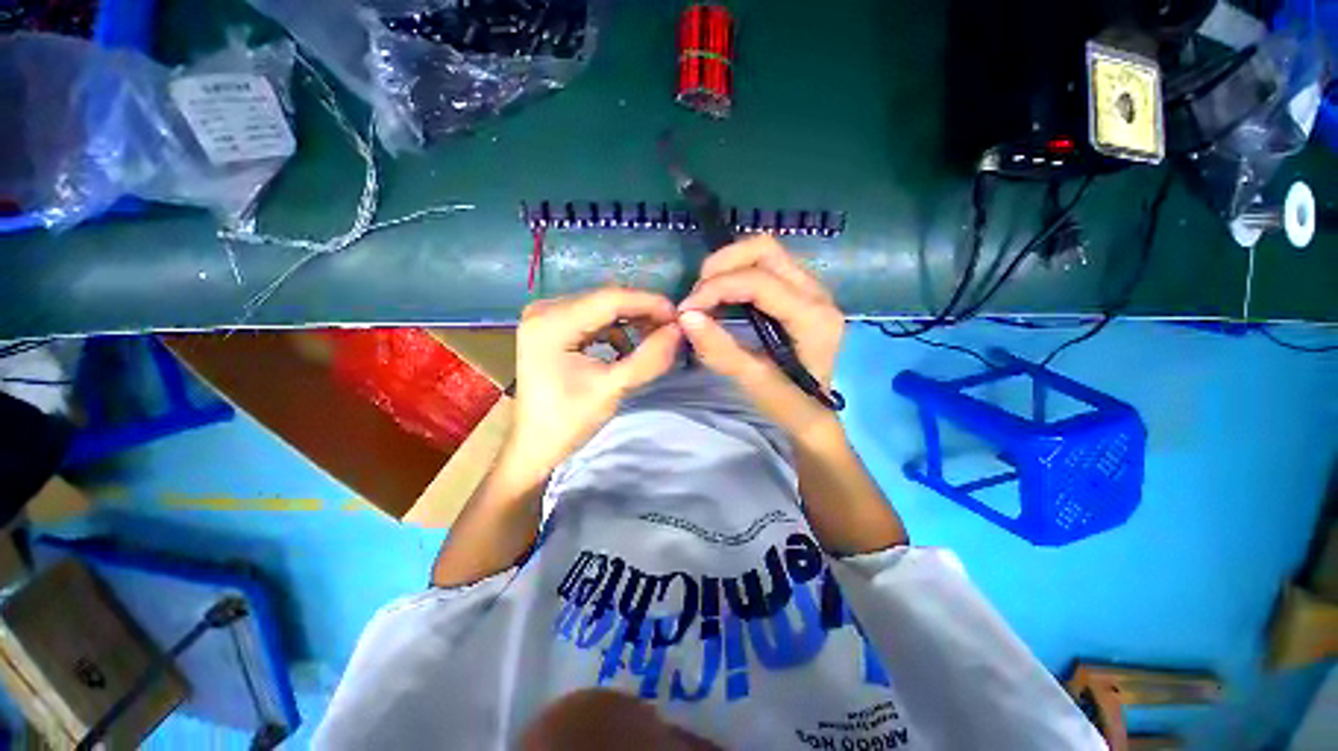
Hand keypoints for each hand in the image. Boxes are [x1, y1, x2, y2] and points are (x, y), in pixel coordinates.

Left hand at [505, 288, 681, 487]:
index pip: (610, 299)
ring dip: (630, 321)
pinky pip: (592, 318)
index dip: (648, 303)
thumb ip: (649, 358)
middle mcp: (544, 310)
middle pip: (605, 300)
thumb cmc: (568, 422)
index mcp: (551, 323)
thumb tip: (678, 330)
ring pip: (601, 307)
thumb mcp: (613, 389)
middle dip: (642, 312)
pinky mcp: (551, 328)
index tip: (679, 317)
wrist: (536, 446)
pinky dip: (614, 330)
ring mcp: (545, 317)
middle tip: (671, 329)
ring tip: (654, 339)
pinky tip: (626, 349)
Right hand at [677, 235, 845, 438]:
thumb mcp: (753, 383)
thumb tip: (686, 317)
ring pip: (766, 253)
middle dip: (722, 265)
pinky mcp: (801, 294)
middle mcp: (818, 294)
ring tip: (706, 295)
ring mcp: (812, 290)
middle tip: (697, 296)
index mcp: (813, 318)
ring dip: (729, 266)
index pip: (759, 282)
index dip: (716, 288)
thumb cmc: (790, 405)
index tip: (686, 310)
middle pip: (765, 250)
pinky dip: (738, 274)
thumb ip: (720, 350)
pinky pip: (767, 267)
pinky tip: (723, 297)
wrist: (816, 414)